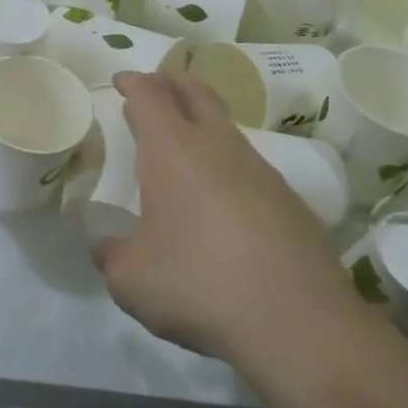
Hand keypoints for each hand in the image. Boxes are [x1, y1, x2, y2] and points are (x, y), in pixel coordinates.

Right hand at [97, 71, 361, 378]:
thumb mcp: (131, 280)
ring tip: (183, 144)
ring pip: (226, 128)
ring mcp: (261, 172)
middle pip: (196, 92)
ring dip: (202, 122)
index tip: (121, 81)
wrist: (300, 326)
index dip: (133, 83)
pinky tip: (221, 198)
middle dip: (171, 82)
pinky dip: (227, 164)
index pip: (150, 96)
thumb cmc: (199, 285)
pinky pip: (250, 166)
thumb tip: (107, 248)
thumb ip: (112, 256)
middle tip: (154, 86)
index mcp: (173, 151)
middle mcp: (218, 147)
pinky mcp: (291, 202)